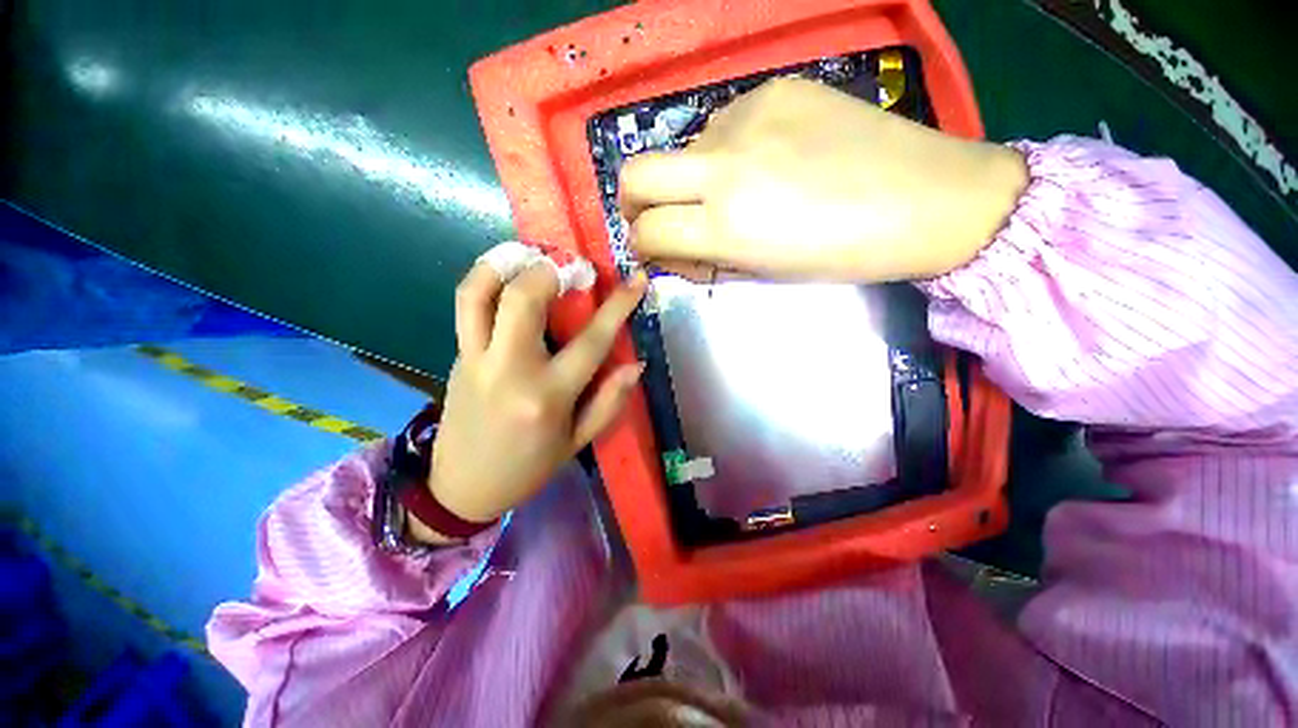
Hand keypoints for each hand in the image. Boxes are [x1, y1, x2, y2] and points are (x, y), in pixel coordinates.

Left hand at [408, 259, 645, 542]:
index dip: (619, 306)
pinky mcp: (456, 356)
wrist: (462, 487)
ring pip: (479, 294)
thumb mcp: (578, 442)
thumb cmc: (529, 467)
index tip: (637, 279)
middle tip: (571, 268)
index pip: (592, 341)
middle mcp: (509, 370)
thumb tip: (636, 365)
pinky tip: (505, 276)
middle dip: (551, 271)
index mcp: (548, 397)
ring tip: (529, 256)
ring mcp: (475, 360)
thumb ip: (609, 402)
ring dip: (506, 264)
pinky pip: (466, 307)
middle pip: (523, 301)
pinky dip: (485, 280)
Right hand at [620, 77, 1027, 282]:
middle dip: (632, 202)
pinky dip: (728, 150)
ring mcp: (747, 118)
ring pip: (685, 150)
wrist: (927, 198)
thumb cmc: (842, 255)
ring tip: (738, 189)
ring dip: (692, 178)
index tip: (651, 250)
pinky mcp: (774, 88)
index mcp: (726, 226)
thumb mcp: (764, 273)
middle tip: (653, 216)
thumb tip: (672, 250)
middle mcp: (723, 168)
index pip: (647, 233)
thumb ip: (708, 260)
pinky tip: (768, 159)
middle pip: (636, 174)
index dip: (641, 246)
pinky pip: (725, 124)